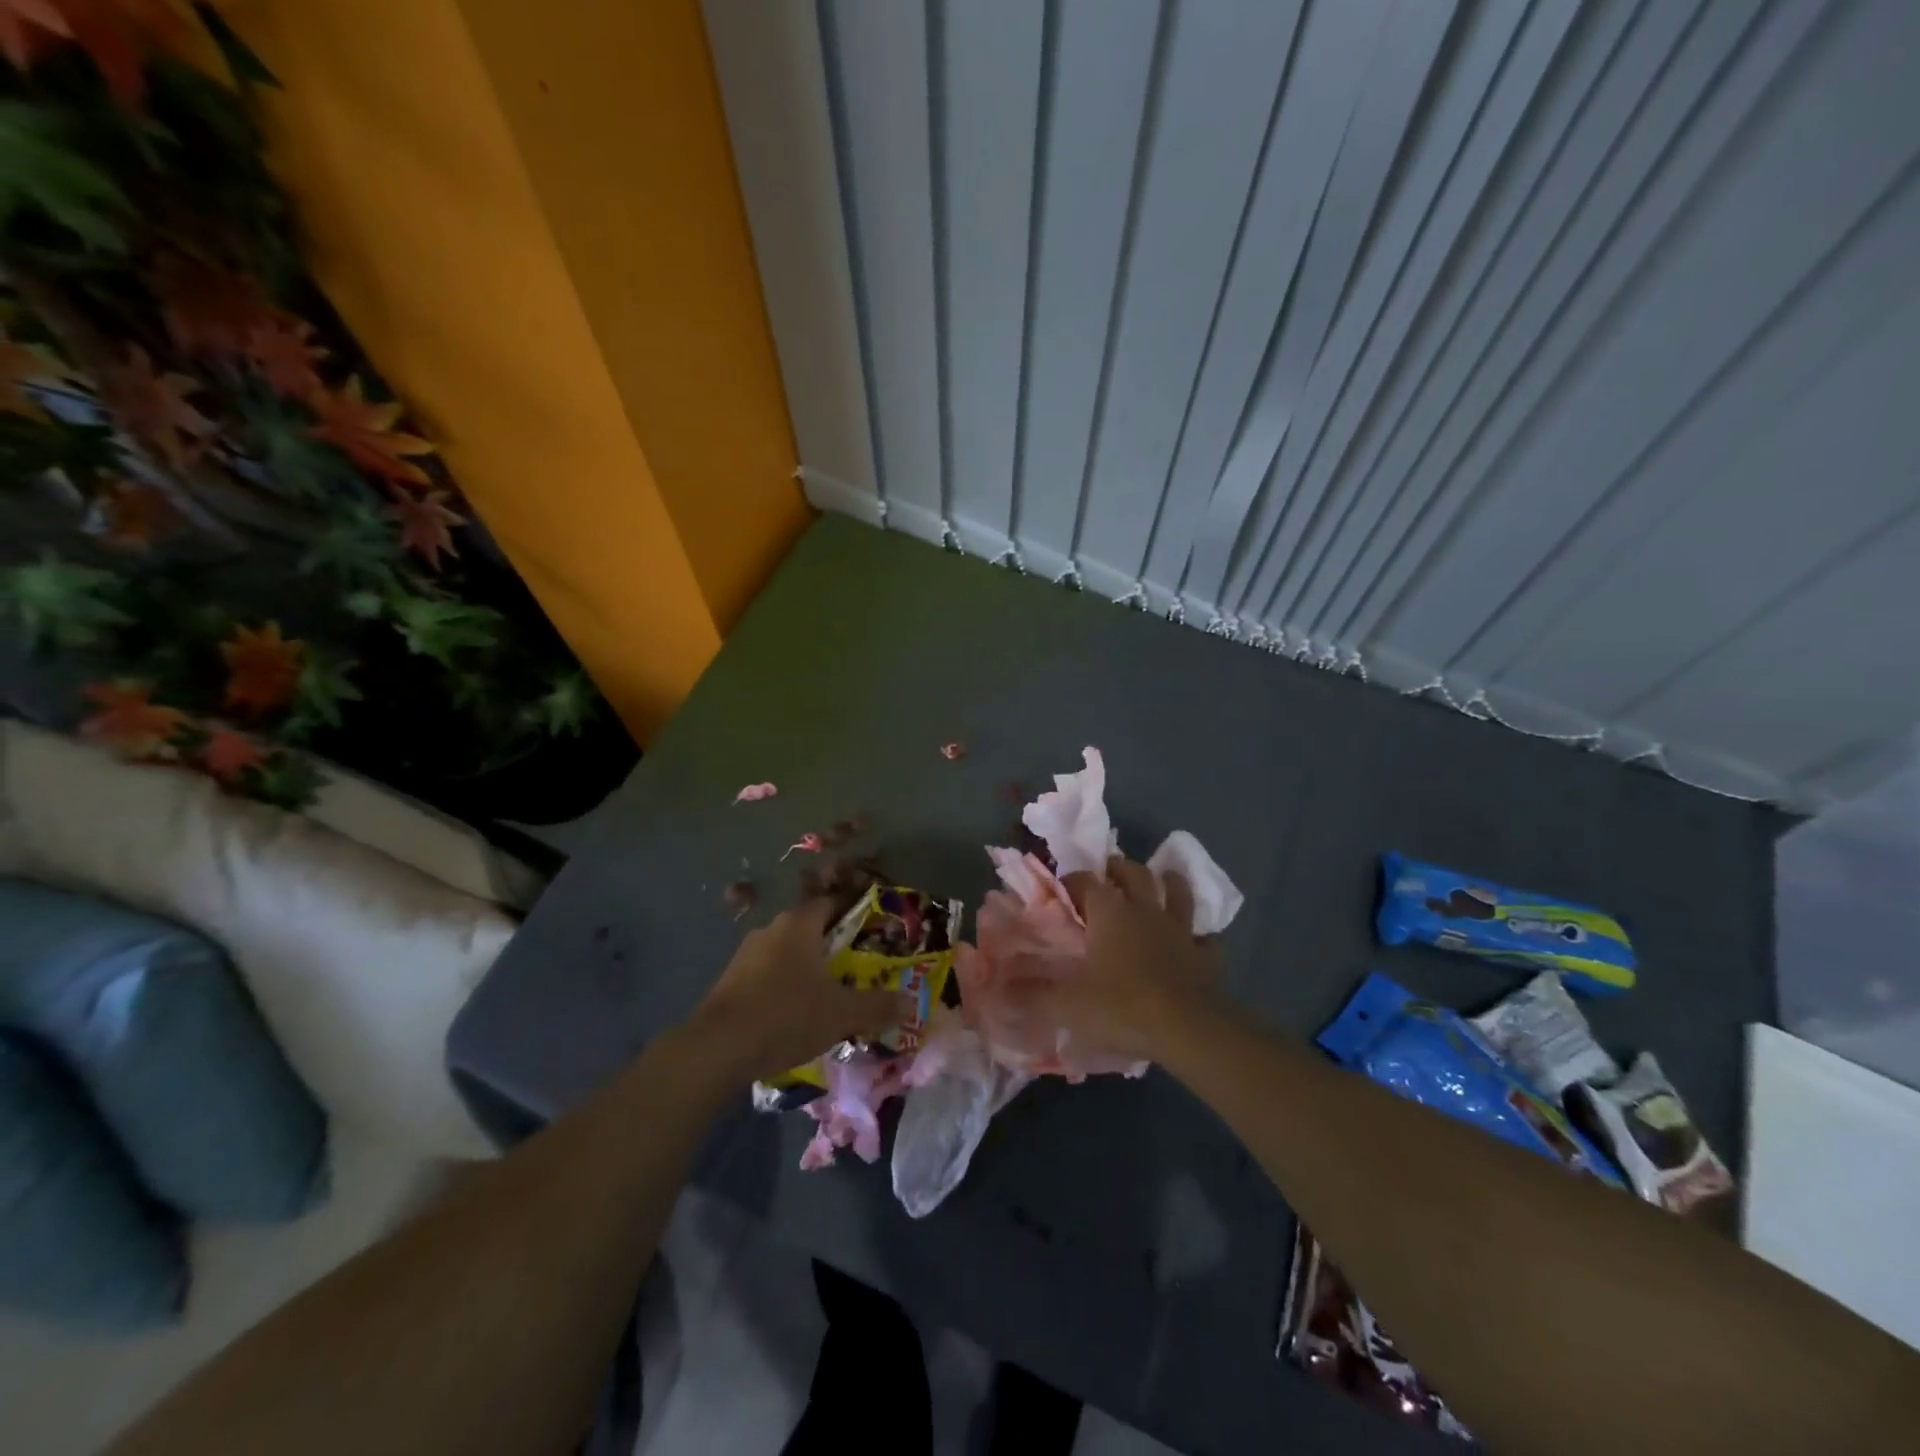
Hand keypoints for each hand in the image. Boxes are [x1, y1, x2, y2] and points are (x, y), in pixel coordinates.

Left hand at [691, 899, 908, 1080]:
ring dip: (804, 969)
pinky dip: (782, 987)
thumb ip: (877, 1006)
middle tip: (855, 968)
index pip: (830, 903)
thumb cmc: (787, 1015)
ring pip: (785, 953)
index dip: (852, 913)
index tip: (871, 932)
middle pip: (808, 928)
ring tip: (826, 996)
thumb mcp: (842, 1014)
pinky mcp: (728, 982)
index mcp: (799, 924)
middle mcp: (771, 929)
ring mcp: (745, 955)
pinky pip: (766, 976)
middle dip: (831, 946)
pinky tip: (792, 1015)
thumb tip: (909, 1003)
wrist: (717, 1048)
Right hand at [1024, 855, 1223, 1063]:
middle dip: (1118, 869)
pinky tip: (1196, 941)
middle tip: (1108, 873)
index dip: (1071, 882)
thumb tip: (996, 991)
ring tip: (1162, 879)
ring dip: (1169, 883)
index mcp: (1109, 912)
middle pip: (1133, 874)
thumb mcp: (1066, 1005)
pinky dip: (1200, 937)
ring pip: (1177, 893)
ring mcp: (1180, 931)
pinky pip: (1206, 939)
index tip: (1060, 890)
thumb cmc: (1121, 1007)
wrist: (1187, 1029)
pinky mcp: (1205, 957)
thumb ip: (1030, 996)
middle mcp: (1145, 910)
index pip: (1085, 882)